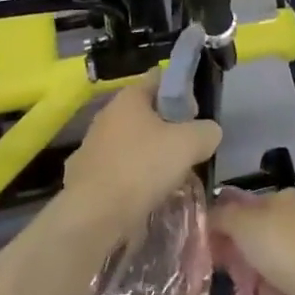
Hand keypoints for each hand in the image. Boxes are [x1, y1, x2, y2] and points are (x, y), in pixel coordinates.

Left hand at [62, 77, 221, 237]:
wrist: (93, 215)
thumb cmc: (142, 168)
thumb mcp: (189, 144)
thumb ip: (206, 131)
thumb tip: (208, 132)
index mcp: (129, 98)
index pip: (159, 79)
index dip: (181, 90)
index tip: (196, 113)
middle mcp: (107, 115)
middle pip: (146, 113)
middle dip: (168, 127)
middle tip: (188, 147)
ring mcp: (92, 146)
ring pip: (132, 143)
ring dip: (151, 155)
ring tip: (171, 176)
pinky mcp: (86, 175)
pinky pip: (119, 170)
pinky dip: (133, 178)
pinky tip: (147, 194)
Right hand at [209, 189, 294, 294]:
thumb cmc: (281, 247)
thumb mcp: (241, 223)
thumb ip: (221, 216)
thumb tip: (208, 216)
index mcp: (286, 196)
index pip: (248, 204)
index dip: (227, 220)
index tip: (210, 243)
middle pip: (259, 231)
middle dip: (239, 250)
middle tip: (221, 268)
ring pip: (271, 257)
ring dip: (254, 272)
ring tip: (238, 290)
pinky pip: (285, 279)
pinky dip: (271, 288)